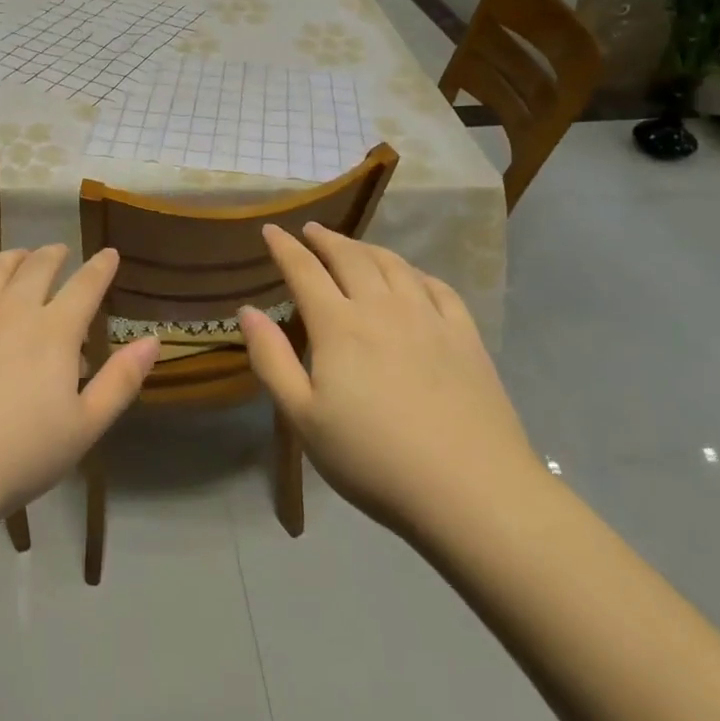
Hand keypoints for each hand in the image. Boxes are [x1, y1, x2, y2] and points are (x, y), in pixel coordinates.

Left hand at [0, 245, 159, 530]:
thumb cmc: (18, 457)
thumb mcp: (84, 428)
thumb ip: (121, 380)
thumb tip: (153, 340)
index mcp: (55, 331)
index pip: (86, 286)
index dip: (101, 267)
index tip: (109, 253)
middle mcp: (13, 308)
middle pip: (38, 267)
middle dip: (54, 255)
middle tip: (60, 252)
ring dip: (12, 258)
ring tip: (19, 256)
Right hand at [239, 224, 540, 542]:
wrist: (471, 491)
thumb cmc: (374, 459)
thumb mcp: (304, 418)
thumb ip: (271, 360)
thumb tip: (247, 311)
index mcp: (338, 325)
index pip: (304, 270)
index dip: (284, 246)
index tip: (270, 229)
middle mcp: (381, 307)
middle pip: (349, 257)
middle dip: (325, 239)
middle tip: (311, 231)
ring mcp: (428, 318)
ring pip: (393, 264)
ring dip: (367, 248)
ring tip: (354, 247)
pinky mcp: (465, 336)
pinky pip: (437, 287)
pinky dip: (415, 272)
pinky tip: (412, 278)